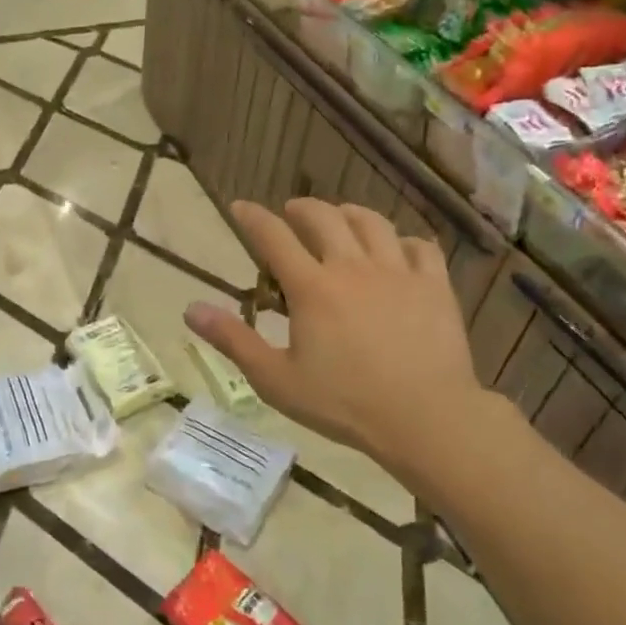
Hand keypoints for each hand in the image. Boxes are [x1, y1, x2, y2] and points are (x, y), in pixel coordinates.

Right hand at [183, 199, 497, 474]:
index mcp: (312, 288)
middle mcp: (352, 267)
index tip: (239, 206)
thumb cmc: (343, 403)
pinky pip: (419, 246)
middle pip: (324, 218)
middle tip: (291, 213)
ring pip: (372, 222)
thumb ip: (233, 340)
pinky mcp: (434, 286)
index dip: (252, 217)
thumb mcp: (276, 379)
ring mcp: (398, 272)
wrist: (425, 418)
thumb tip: (191, 308)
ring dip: (349, 214)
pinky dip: (402, 240)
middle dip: (301, 208)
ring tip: (340, 218)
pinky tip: (396, 250)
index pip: (274, 237)